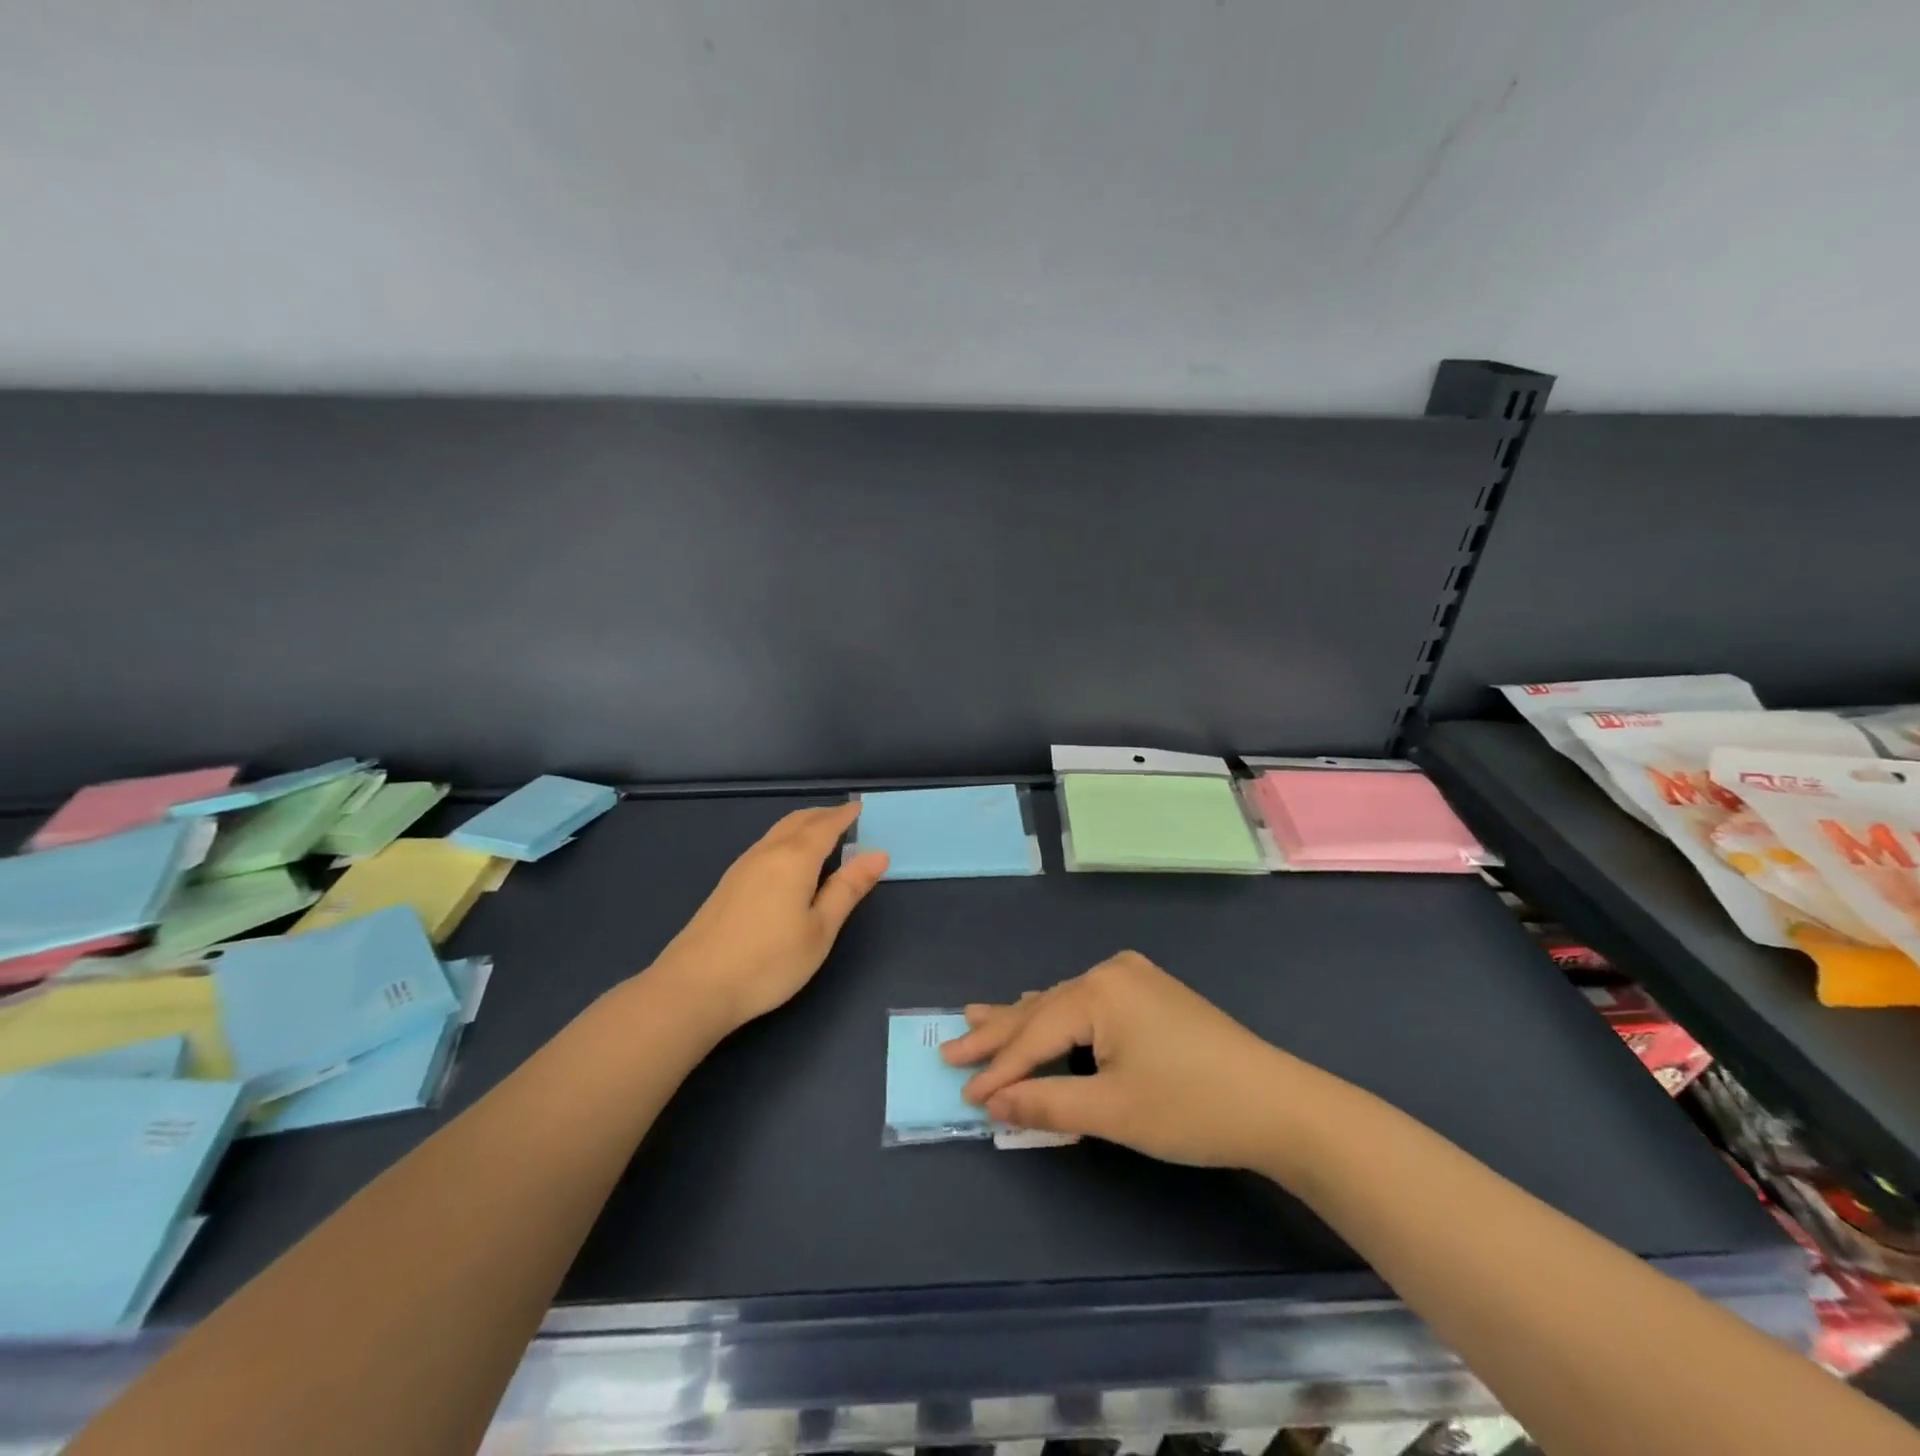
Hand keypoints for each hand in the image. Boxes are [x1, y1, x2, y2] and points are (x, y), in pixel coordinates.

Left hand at [649, 802, 887, 1033]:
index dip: (844, 816)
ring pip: (778, 832)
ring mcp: (743, 867)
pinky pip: (766, 845)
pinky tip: (788, 861)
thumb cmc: (769, 961)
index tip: (860, 808)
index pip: (825, 826)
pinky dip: (786, 839)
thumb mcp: (820, 929)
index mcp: (795, 859)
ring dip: (803, 825)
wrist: (696, 986)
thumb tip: (878, 854)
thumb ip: (848, 889)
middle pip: (798, 821)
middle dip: (823, 815)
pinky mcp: (728, 884)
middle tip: (845, 817)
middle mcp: (768, 852)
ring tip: (821, 834)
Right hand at [941, 951, 1312, 1173]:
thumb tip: (995, 1104)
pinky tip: (1039, 1015)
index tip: (962, 1091)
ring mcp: (1134, 978)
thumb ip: (1047, 1104)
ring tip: (978, 1018)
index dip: (998, 1069)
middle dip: (997, 1032)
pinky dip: (1059, 1018)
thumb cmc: (1191, 1107)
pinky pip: (1088, 1004)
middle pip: (1042, 1008)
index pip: (1034, 1034)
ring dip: (1024, 1020)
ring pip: (1064, 1003)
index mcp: (1099, 991)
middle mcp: (1111, 972)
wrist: (1278, 1104)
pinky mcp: (1150, 993)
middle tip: (950, 1042)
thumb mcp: (1113, 1111)